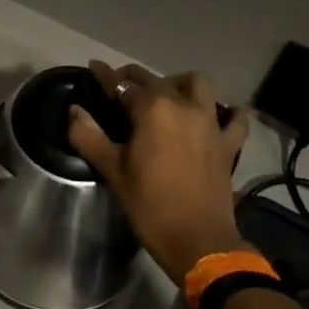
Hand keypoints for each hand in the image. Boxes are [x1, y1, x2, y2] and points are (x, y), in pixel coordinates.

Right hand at [67, 62, 250, 287]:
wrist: (199, 241)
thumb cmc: (150, 205)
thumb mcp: (113, 170)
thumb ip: (88, 135)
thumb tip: (74, 110)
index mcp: (152, 109)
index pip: (122, 84)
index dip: (104, 75)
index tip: (93, 67)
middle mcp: (183, 106)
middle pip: (156, 79)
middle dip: (135, 78)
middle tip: (120, 88)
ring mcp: (210, 123)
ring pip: (198, 84)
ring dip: (181, 83)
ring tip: (167, 97)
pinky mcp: (228, 143)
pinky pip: (234, 118)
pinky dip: (226, 112)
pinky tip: (215, 117)